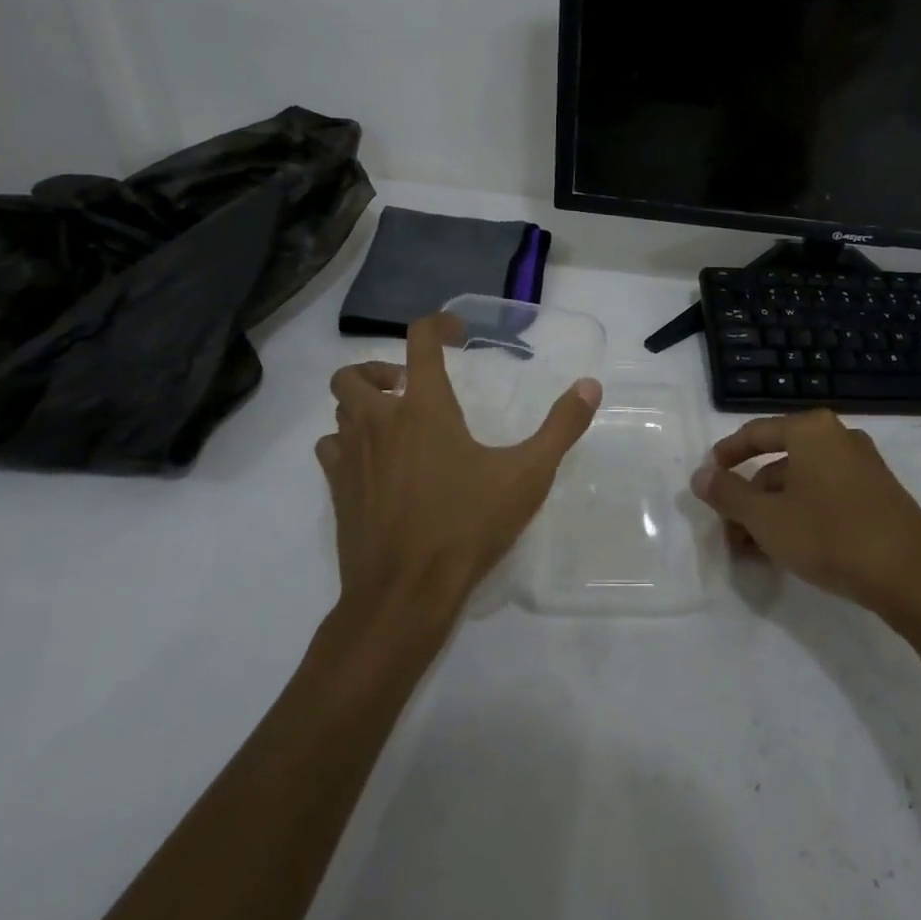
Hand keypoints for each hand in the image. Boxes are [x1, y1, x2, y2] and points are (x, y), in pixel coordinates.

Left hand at [317, 313, 601, 617]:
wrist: (404, 595)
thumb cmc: (467, 526)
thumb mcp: (527, 475)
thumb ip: (561, 427)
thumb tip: (590, 385)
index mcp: (423, 408)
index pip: (419, 341)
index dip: (437, 324)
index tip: (456, 331)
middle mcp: (379, 421)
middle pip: (354, 373)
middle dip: (381, 369)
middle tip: (411, 386)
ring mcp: (351, 457)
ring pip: (339, 409)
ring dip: (362, 404)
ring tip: (394, 422)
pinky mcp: (337, 491)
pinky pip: (331, 448)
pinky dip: (347, 442)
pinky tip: (375, 463)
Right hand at [691, 409, 920, 614]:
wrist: (913, 577)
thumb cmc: (830, 535)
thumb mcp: (766, 518)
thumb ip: (728, 494)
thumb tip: (700, 476)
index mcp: (810, 430)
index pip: (755, 433)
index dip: (726, 456)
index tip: (708, 479)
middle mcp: (838, 438)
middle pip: (779, 461)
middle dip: (749, 496)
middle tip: (730, 529)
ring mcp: (863, 466)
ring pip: (802, 483)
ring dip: (772, 511)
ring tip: (753, 549)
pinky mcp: (879, 494)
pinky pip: (826, 495)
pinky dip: (801, 515)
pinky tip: (788, 549)